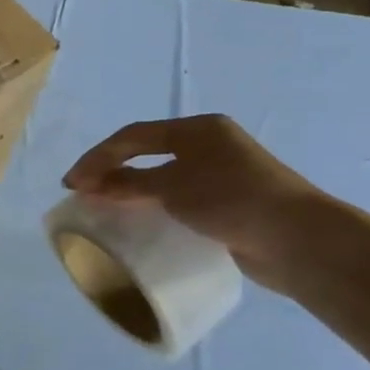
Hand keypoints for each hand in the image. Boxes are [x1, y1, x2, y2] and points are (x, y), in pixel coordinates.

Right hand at [63, 115, 330, 290]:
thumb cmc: (232, 200)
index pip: (134, 136)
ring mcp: (222, 176)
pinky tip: (142, 223)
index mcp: (199, 129)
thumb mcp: (174, 188)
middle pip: (148, 153)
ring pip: (164, 178)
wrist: (298, 240)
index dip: (98, 157)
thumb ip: (130, 183)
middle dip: (112, 170)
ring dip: (132, 190)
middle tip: (84, 193)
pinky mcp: (229, 205)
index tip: (71, 183)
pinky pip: (180, 201)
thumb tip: (90, 184)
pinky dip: (156, 208)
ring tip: (105, 209)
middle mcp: (210, 146)